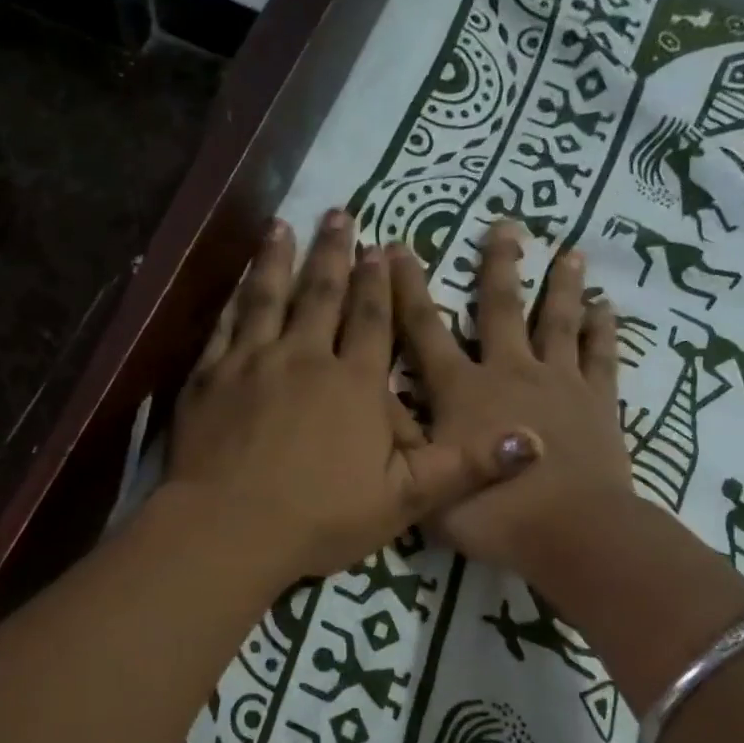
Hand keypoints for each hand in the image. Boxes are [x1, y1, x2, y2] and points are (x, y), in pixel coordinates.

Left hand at [167, 211, 537, 582]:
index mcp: (354, 384)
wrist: (229, 528)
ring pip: (269, 298)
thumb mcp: (405, 501)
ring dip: (278, 260)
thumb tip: (534, 439)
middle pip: (322, 295)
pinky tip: (236, 282)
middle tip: (338, 214)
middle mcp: (305, 358)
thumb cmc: (319, 517)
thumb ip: (465, 466)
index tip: (381, 246)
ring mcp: (251, 363)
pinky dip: (233, 299)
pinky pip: (224, 326)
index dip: (379, 283)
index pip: (373, 321)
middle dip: (333, 253)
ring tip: (283, 226)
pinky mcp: (209, 377)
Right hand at [391, 222, 635, 576]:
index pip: (424, 329)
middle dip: (497, 264)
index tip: (396, 248)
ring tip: (569, 251)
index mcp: (462, 390)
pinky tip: (609, 308)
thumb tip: (373, 391)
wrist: (571, 533)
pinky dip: (605, 331)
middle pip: (500, 308)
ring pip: (557, 322)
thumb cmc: (490, 514)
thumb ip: (398, 435)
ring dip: (561, 285)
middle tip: (505, 223)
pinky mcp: (597, 402)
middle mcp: (508, 371)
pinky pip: (601, 357)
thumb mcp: (423, 481)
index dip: (407, 288)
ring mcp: (558, 383)